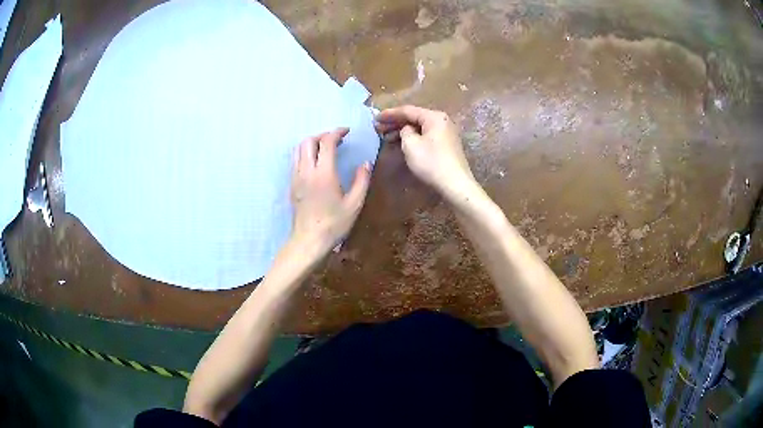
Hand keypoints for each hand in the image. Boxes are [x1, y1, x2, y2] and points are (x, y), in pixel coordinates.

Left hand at [290, 128, 371, 255]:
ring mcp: (296, 177)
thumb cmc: (334, 224)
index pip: (326, 142)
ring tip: (324, 148)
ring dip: (311, 143)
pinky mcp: (291, 185)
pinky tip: (315, 162)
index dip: (337, 132)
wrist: (309, 240)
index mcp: (324, 173)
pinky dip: (304, 153)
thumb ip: (361, 180)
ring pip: (298, 149)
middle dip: (323, 135)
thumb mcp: (354, 204)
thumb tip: (365, 163)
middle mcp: (307, 171)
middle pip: (308, 141)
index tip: (346, 131)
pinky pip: (295, 160)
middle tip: (336, 140)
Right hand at [375, 105, 474, 197]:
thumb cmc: (431, 162)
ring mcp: (445, 133)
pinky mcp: (446, 145)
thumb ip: (404, 131)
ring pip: (419, 127)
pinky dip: (412, 137)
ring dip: (402, 131)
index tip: (375, 118)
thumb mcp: (411, 144)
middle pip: (414, 118)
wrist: (455, 184)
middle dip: (395, 123)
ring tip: (386, 137)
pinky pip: (425, 135)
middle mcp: (441, 121)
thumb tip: (406, 129)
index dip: (389, 114)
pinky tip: (401, 143)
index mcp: (434, 117)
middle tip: (378, 128)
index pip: (407, 110)